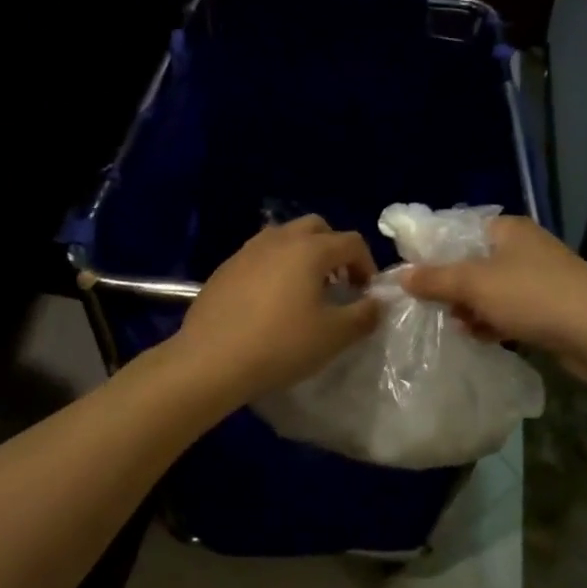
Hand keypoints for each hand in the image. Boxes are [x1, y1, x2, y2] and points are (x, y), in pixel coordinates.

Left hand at [173, 215, 380, 406]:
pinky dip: (275, 267)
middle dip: (334, 250)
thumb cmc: (280, 344)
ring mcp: (248, 250)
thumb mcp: (334, 336)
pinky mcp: (226, 267)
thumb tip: (376, 302)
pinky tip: (270, 302)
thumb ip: (364, 315)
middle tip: (337, 283)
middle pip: (317, 228)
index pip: (351, 242)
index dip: (366, 264)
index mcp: (310, 249)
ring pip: (285, 237)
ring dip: (303, 255)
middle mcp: (280, 239)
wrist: (211, 359)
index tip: (365, 293)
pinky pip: (260, 255)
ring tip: (304, 291)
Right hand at [401, 216, 586, 381]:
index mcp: (506, 229)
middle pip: (472, 262)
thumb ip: (435, 279)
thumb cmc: (533, 296)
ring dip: (471, 308)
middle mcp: (522, 247)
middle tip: (428, 307)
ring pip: (490, 290)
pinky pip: (509, 310)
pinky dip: (493, 322)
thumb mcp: (475, 284)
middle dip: (451, 286)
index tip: (409, 276)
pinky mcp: (550, 307)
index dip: (431, 252)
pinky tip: (481, 337)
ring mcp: (538, 278)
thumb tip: (400, 275)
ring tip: (455, 326)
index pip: (457, 231)